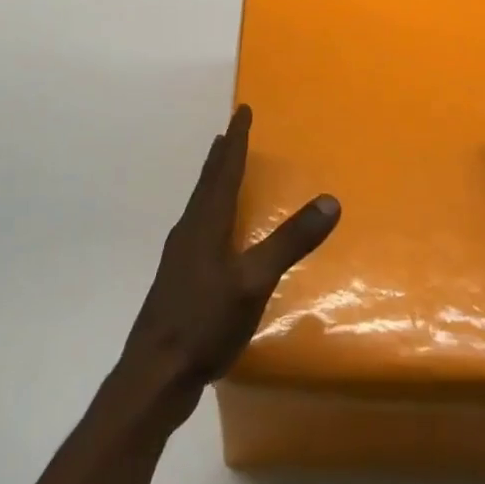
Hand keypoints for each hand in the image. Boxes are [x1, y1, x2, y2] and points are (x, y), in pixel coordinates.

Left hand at [122, 106, 339, 413]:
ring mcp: (180, 256)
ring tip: (223, 170)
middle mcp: (189, 230)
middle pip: (208, 182)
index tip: (242, 110)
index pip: (224, 170)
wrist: (154, 372)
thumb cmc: (204, 321)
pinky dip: (212, 211)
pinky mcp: (179, 279)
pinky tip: (217, 233)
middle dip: (222, 155)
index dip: (236, 140)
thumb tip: (330, 201)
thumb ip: (290, 242)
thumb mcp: (254, 281)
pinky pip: (199, 227)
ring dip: (214, 181)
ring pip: (200, 205)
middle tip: (230, 131)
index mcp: (206, 223)